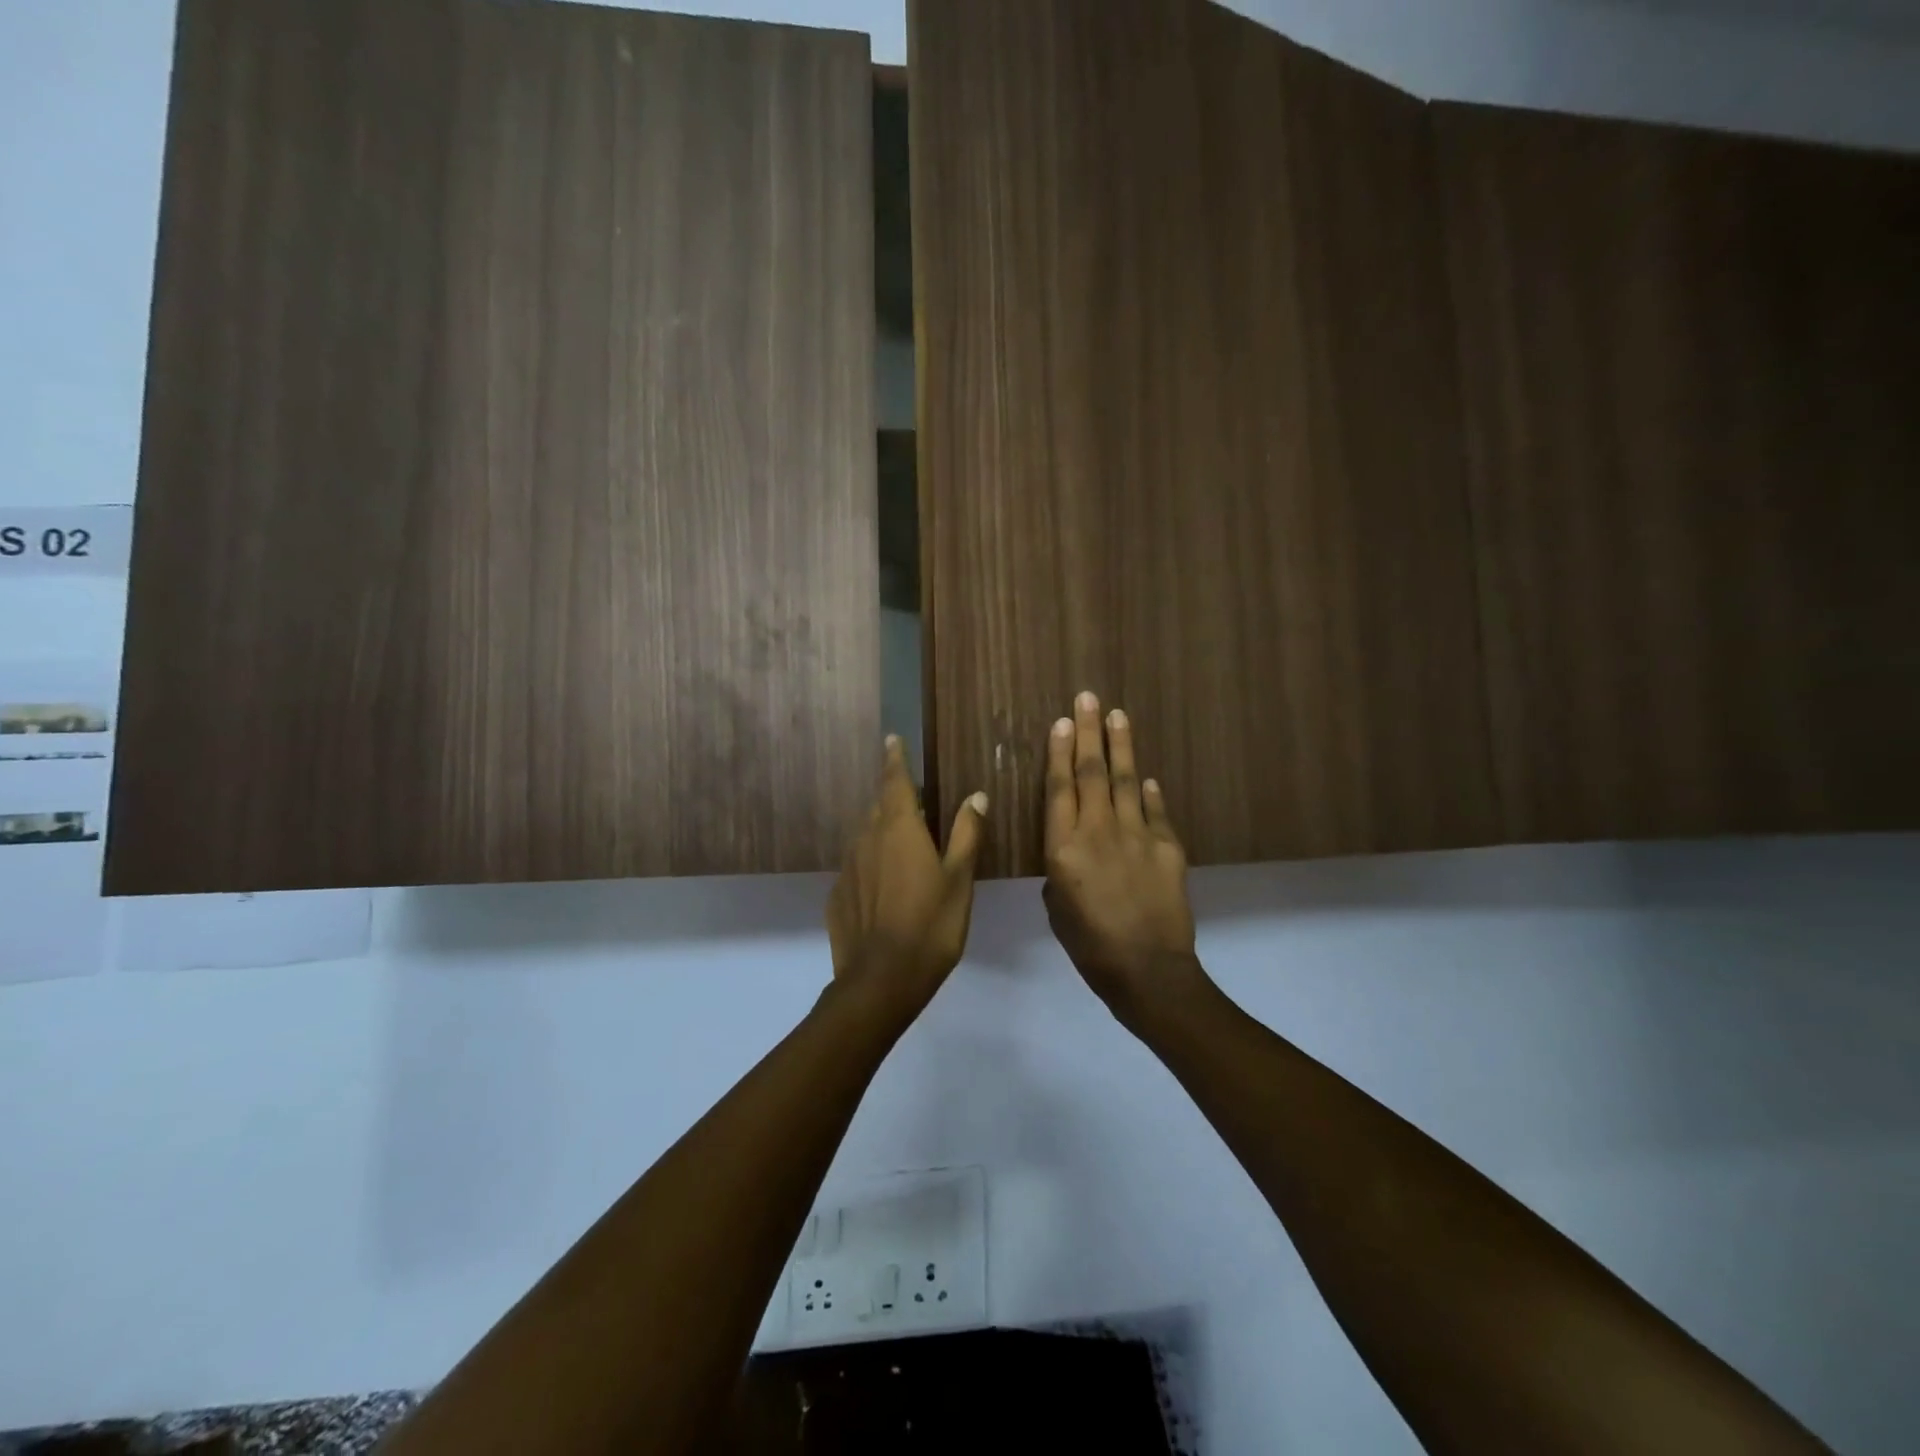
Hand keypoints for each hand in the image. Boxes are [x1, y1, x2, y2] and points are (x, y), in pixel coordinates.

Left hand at [827, 736, 988, 1017]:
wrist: (881, 980)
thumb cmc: (931, 924)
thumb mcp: (959, 879)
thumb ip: (967, 834)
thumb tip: (975, 795)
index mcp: (899, 828)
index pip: (894, 781)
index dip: (895, 759)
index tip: (892, 740)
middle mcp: (867, 839)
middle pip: (880, 808)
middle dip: (895, 799)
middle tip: (915, 804)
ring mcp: (848, 868)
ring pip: (866, 837)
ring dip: (883, 834)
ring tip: (904, 848)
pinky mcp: (837, 896)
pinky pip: (857, 869)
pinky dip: (871, 868)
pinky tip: (886, 891)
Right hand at [1043, 692, 1202, 1022]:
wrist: (1148, 971)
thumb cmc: (1089, 946)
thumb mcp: (1057, 909)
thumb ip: (1060, 871)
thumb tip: (1073, 853)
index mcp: (1063, 848)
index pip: (1060, 788)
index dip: (1060, 752)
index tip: (1063, 722)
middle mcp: (1098, 831)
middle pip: (1093, 773)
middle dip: (1090, 732)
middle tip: (1088, 698)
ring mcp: (1137, 836)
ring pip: (1126, 781)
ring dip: (1121, 746)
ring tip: (1118, 715)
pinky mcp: (1168, 847)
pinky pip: (1155, 811)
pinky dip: (1149, 792)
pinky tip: (1145, 776)